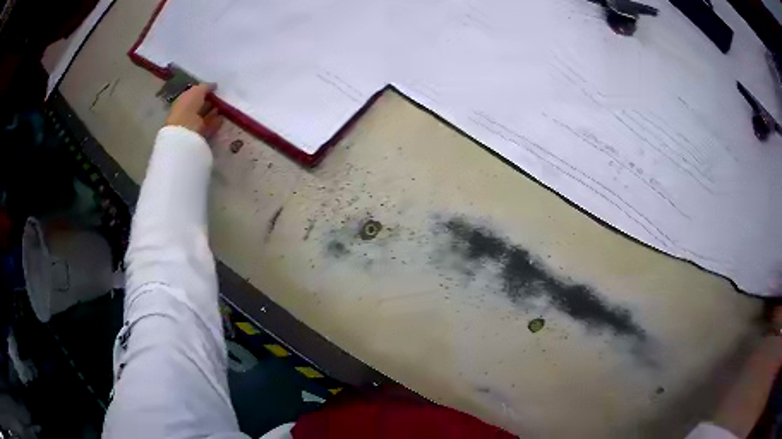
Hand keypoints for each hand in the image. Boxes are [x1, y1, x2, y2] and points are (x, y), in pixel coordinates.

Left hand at [165, 83, 223, 139]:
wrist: (185, 130)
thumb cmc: (187, 107)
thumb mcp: (196, 91)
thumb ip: (205, 86)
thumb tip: (214, 85)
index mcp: (183, 101)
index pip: (194, 94)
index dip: (204, 91)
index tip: (215, 88)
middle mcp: (187, 112)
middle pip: (201, 105)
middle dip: (210, 101)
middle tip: (222, 95)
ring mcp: (194, 124)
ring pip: (206, 115)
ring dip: (215, 110)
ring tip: (226, 104)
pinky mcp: (201, 134)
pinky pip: (210, 125)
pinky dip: (217, 121)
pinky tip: (224, 116)